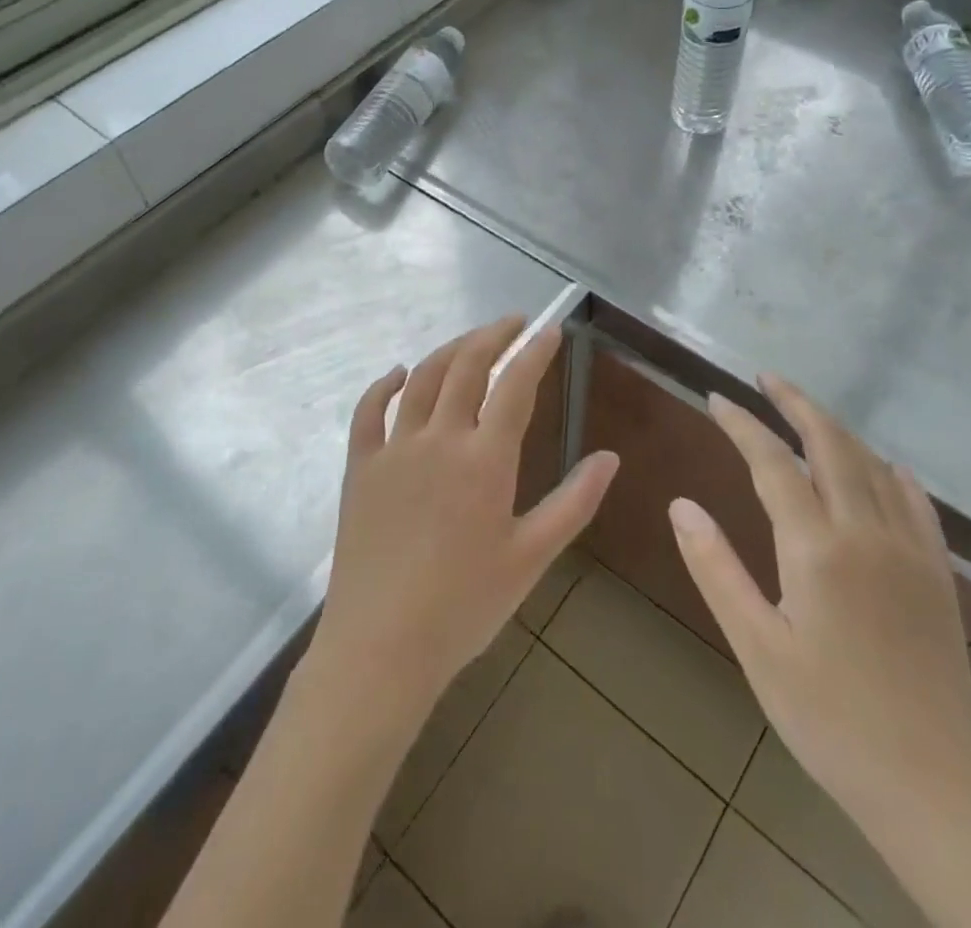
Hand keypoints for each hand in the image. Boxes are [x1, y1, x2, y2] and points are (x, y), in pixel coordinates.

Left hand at [312, 317, 619, 716]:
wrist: (381, 648)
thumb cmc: (465, 606)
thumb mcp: (532, 557)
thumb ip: (574, 503)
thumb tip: (610, 458)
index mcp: (485, 459)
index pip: (515, 385)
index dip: (535, 351)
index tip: (550, 329)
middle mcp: (439, 439)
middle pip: (466, 366)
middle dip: (493, 335)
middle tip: (514, 323)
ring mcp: (394, 449)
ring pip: (421, 378)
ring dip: (450, 350)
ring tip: (472, 341)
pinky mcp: (361, 466)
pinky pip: (368, 411)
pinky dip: (383, 385)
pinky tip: (397, 374)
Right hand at [669, 376, 970, 824]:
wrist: (933, 787)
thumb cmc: (828, 718)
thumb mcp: (756, 648)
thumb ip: (716, 569)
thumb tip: (680, 505)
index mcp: (817, 549)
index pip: (772, 463)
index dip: (742, 424)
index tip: (716, 398)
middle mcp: (867, 533)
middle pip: (831, 445)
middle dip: (796, 403)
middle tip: (766, 377)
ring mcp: (910, 551)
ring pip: (873, 466)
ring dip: (838, 430)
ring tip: (807, 412)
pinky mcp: (938, 575)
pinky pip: (918, 503)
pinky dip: (893, 473)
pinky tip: (885, 467)